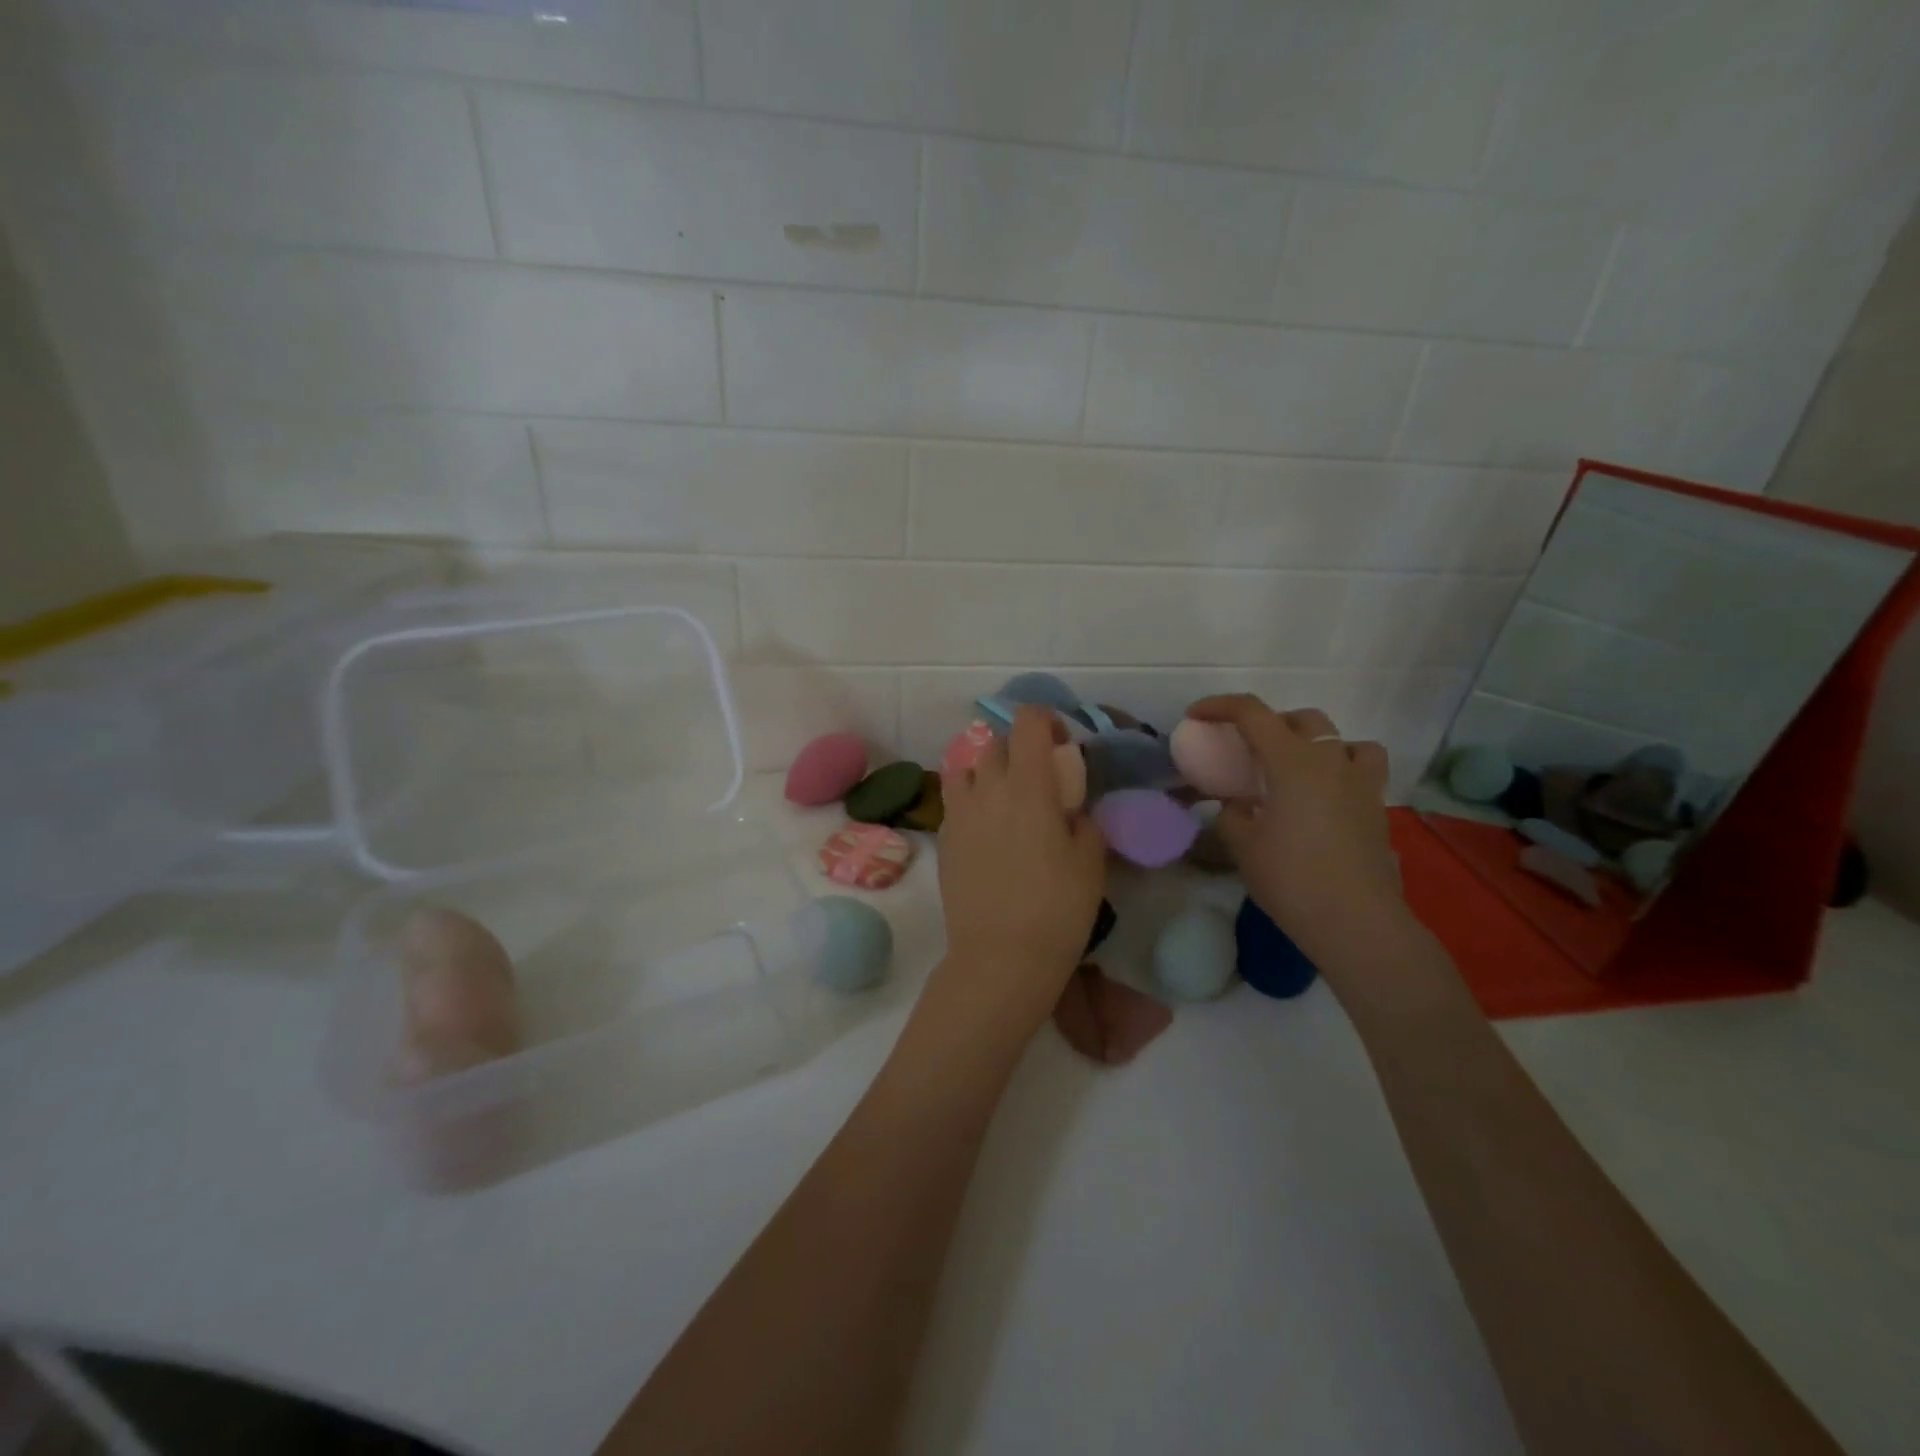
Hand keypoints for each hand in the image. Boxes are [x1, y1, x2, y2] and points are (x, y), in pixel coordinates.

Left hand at [930, 706, 1106, 1044]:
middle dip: (1019, 749)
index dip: (1046, 721)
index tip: (1062, 744)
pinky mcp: (944, 838)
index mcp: (1028, 785)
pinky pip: (955, 801)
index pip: (1027, 721)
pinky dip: (971, 801)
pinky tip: (988, 831)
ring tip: (1006, 800)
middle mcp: (987, 788)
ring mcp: (959, 813)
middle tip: (1039, 780)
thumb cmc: (1056, 909)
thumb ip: (1084, 821)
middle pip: (995, 742)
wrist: (1000, 958)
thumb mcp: (1091, 862)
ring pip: (966, 767)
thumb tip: (1072, 810)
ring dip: (988, 772)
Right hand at [1185, 695, 1409, 970]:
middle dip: (1270, 723)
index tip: (1197, 716)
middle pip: (1302, 719)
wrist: (1356, 922)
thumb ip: (1232, 814)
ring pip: (1343, 740)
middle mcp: (1331, 761)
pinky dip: (1341, 771)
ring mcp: (1361, 784)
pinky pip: (1362, 771)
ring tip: (1296, 770)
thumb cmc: (1292, 879)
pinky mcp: (1378, 809)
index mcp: (1292, 762)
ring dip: (1316, 743)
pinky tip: (1325, 799)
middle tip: (1248, 749)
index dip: (1220, 707)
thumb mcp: (1243, 846)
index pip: (1253, 713)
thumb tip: (1239, 804)